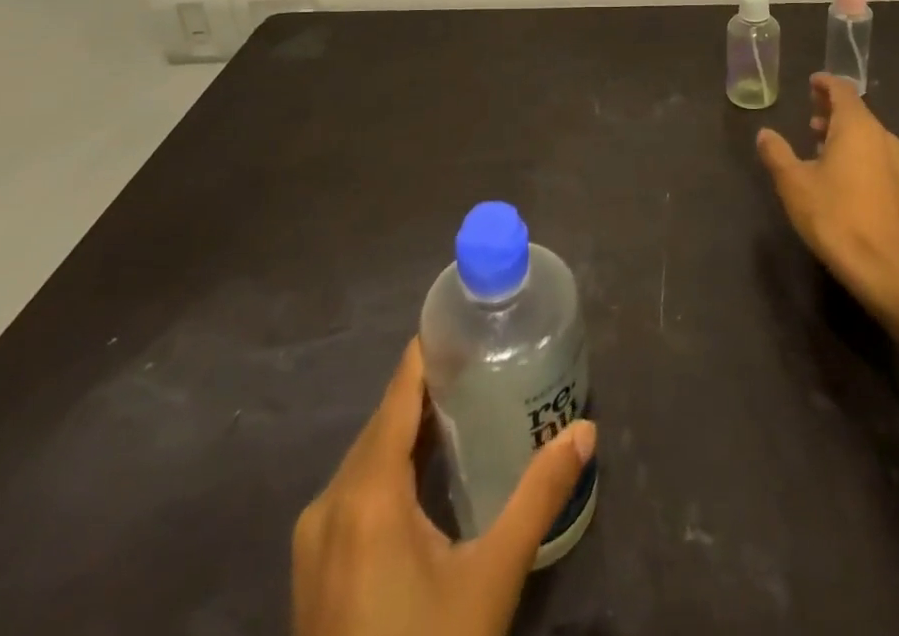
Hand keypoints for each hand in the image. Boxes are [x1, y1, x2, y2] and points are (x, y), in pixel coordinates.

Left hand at [292, 340, 596, 635]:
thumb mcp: (492, 577)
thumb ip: (539, 496)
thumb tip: (586, 432)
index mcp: (366, 492)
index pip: (398, 393)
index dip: (427, 352)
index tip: (464, 321)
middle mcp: (330, 502)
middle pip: (383, 423)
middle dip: (427, 391)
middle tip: (482, 363)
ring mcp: (314, 539)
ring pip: (367, 458)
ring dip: (409, 432)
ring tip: (462, 406)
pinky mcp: (312, 569)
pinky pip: (354, 492)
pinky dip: (389, 470)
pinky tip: (425, 477)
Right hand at [757, 73, 898, 317]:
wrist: (883, 267)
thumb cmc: (834, 216)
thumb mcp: (793, 182)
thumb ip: (777, 153)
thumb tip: (765, 133)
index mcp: (857, 127)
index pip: (842, 91)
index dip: (825, 84)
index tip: (811, 82)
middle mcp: (880, 136)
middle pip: (856, 110)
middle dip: (831, 107)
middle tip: (809, 108)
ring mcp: (893, 162)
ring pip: (865, 132)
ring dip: (841, 129)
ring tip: (816, 136)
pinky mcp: (897, 185)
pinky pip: (872, 151)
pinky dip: (853, 147)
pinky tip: (835, 167)